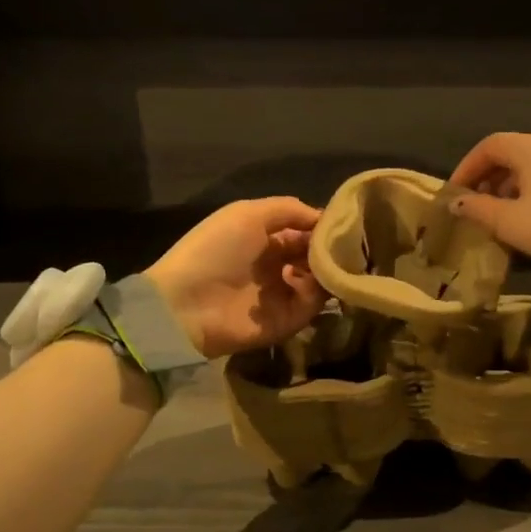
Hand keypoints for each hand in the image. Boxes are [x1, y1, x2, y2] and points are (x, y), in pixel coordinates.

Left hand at [146, 197, 326, 359]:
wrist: (186, 304)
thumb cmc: (214, 250)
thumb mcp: (248, 214)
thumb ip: (289, 209)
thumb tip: (324, 217)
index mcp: (265, 240)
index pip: (305, 232)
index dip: (322, 226)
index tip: (343, 223)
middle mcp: (277, 266)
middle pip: (315, 256)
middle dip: (329, 249)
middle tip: (344, 245)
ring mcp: (283, 295)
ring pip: (320, 280)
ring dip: (325, 269)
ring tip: (325, 261)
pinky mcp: (287, 322)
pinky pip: (312, 304)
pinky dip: (314, 291)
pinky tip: (301, 280)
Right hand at [445, 133, 530, 274]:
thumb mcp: (510, 221)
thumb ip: (478, 209)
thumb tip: (457, 202)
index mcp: (530, 148)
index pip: (489, 146)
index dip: (467, 167)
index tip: (455, 193)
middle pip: (509, 154)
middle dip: (486, 178)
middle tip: (474, 206)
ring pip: (528, 167)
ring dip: (506, 187)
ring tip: (497, 216)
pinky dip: (527, 191)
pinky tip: (525, 217)